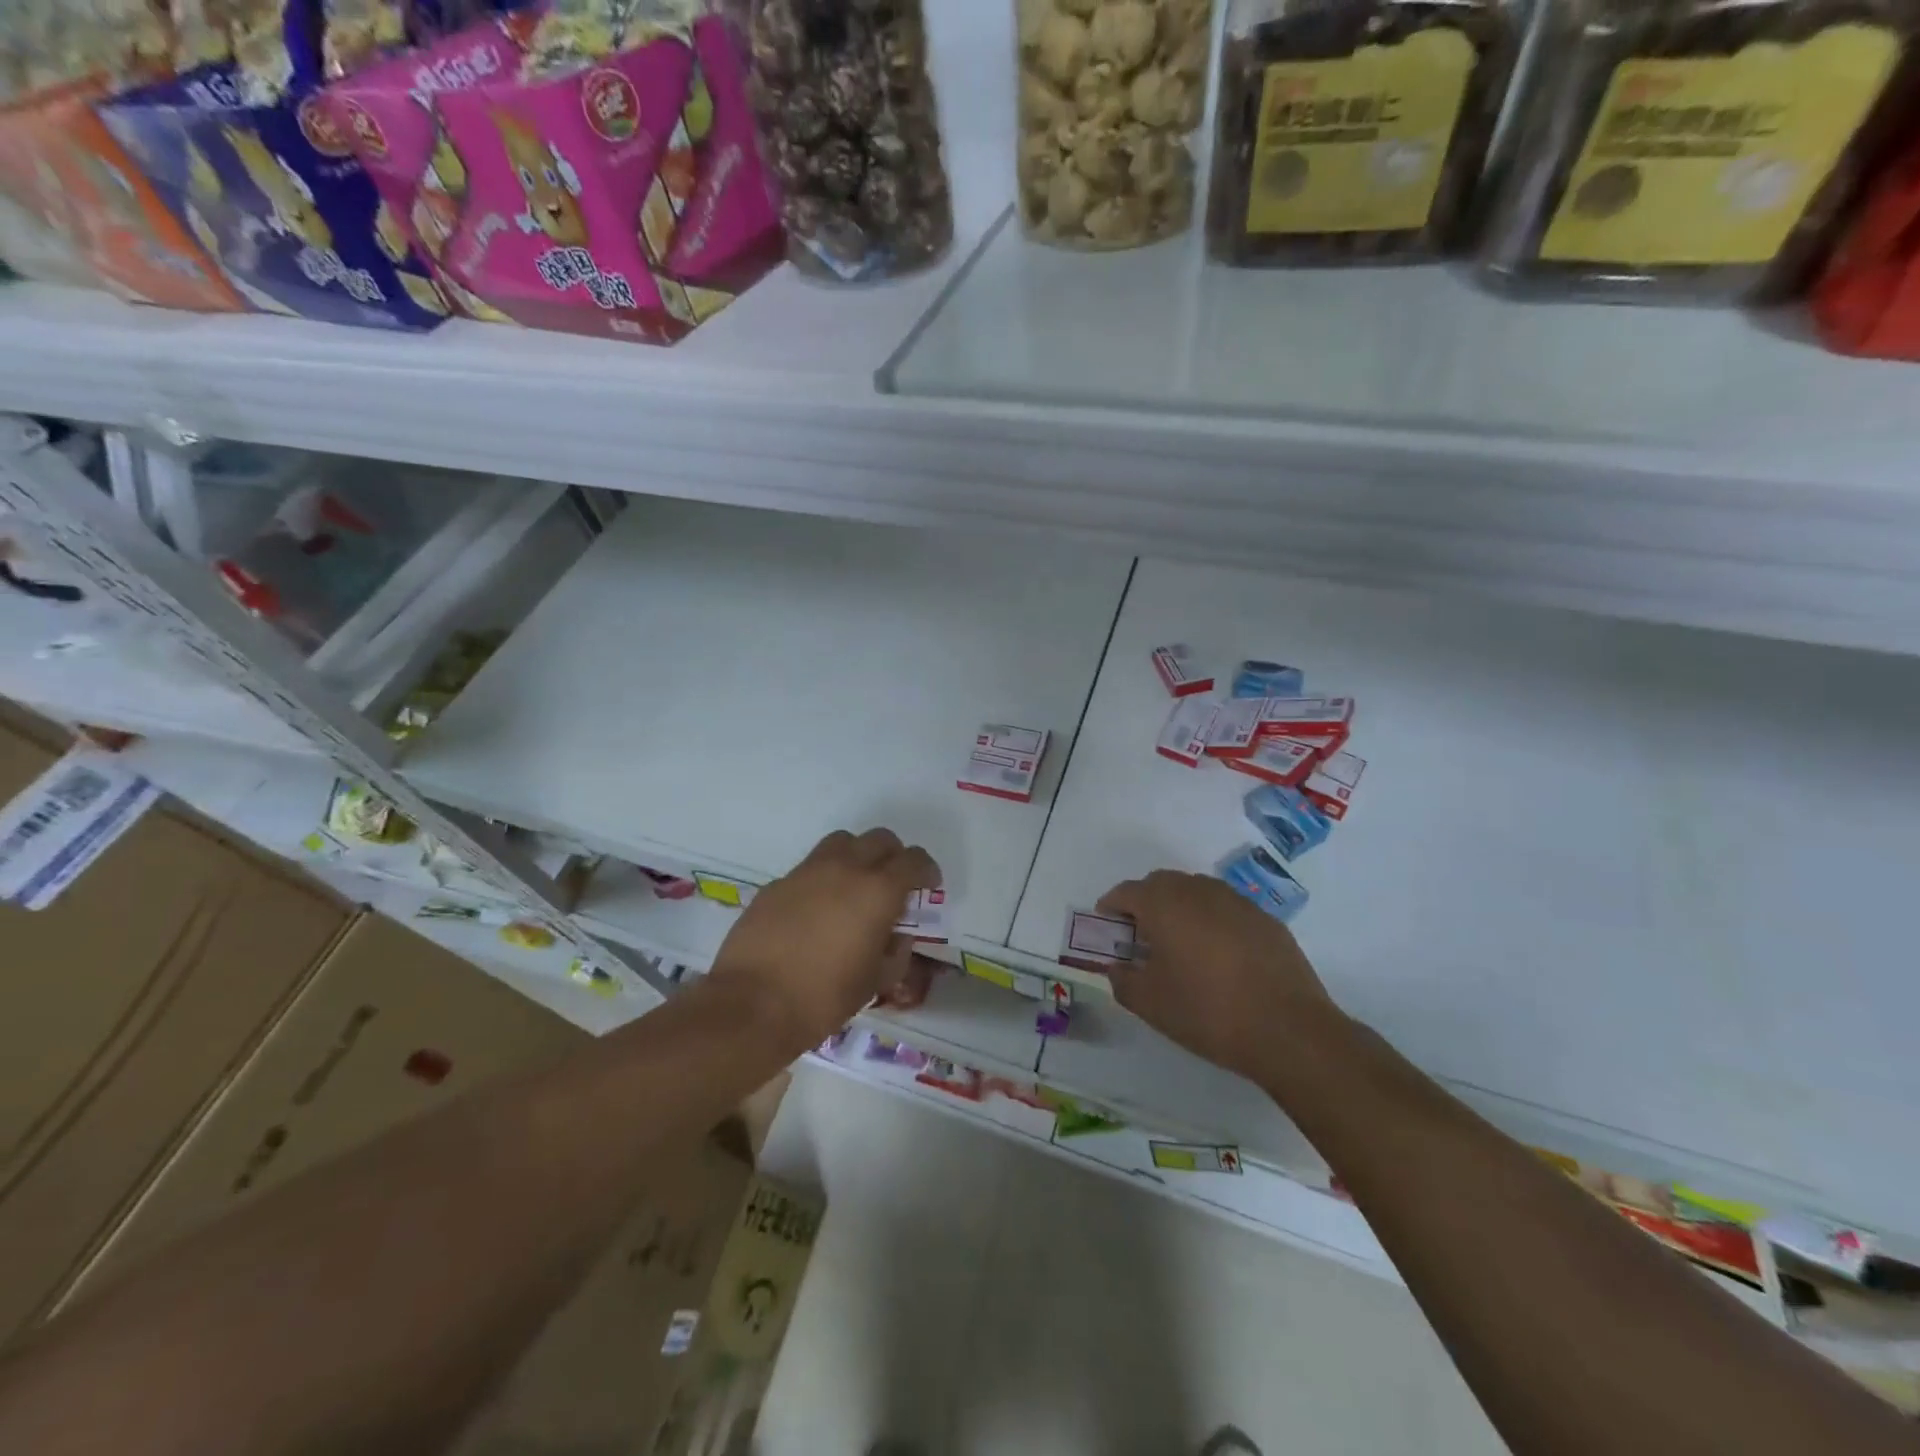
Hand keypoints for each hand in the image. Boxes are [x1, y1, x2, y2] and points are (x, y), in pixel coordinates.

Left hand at [708, 828, 939, 1051]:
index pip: (913, 860)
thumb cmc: (824, 997)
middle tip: (894, 883)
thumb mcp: (875, 982)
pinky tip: (816, 910)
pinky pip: (809, 868)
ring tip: (855, 886)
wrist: (752, 1004)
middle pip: (880, 840)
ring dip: (857, 856)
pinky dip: (823, 878)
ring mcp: (806, 872)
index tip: (928, 886)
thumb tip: (896, 937)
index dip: (926, 870)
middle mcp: (845, 868)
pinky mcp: (777, 883)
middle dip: (894, 856)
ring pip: (842, 842)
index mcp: (878, 890)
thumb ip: (895, 954)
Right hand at [1098, 871, 1340, 1084]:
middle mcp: (1199, 891)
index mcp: (1164, 904)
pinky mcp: (1266, 919)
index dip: (1111, 907)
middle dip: (1145, 903)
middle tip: (1141, 937)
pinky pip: (1226, 909)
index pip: (1126, 892)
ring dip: (1180, 908)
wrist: (1289, 1030)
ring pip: (1196, 891)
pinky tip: (1219, 956)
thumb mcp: (1150, 1004)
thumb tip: (1118, 967)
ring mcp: (1237, 901)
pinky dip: (1212, 921)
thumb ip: (1123, 980)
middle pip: (1161, 884)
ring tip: (1181, 945)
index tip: (1108, 929)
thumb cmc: (1207, 1012)